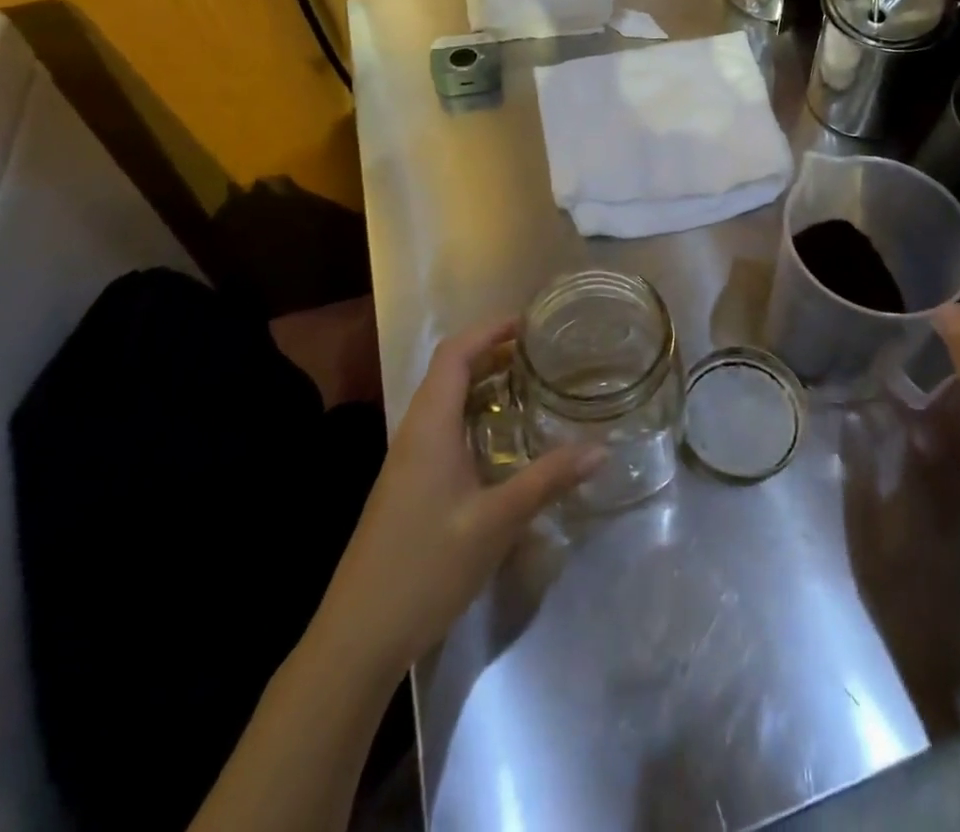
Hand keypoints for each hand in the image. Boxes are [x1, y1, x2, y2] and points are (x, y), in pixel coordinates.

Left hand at [324, 318, 604, 675]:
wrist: (358, 637)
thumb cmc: (424, 568)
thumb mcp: (495, 523)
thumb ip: (547, 480)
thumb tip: (600, 448)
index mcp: (429, 426)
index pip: (455, 354)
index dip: (490, 329)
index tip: (530, 322)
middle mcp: (415, 432)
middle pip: (451, 371)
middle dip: (494, 353)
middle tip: (543, 353)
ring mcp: (409, 460)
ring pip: (448, 401)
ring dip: (486, 385)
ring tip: (532, 385)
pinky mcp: (411, 485)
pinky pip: (446, 428)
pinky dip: (477, 416)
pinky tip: (506, 440)